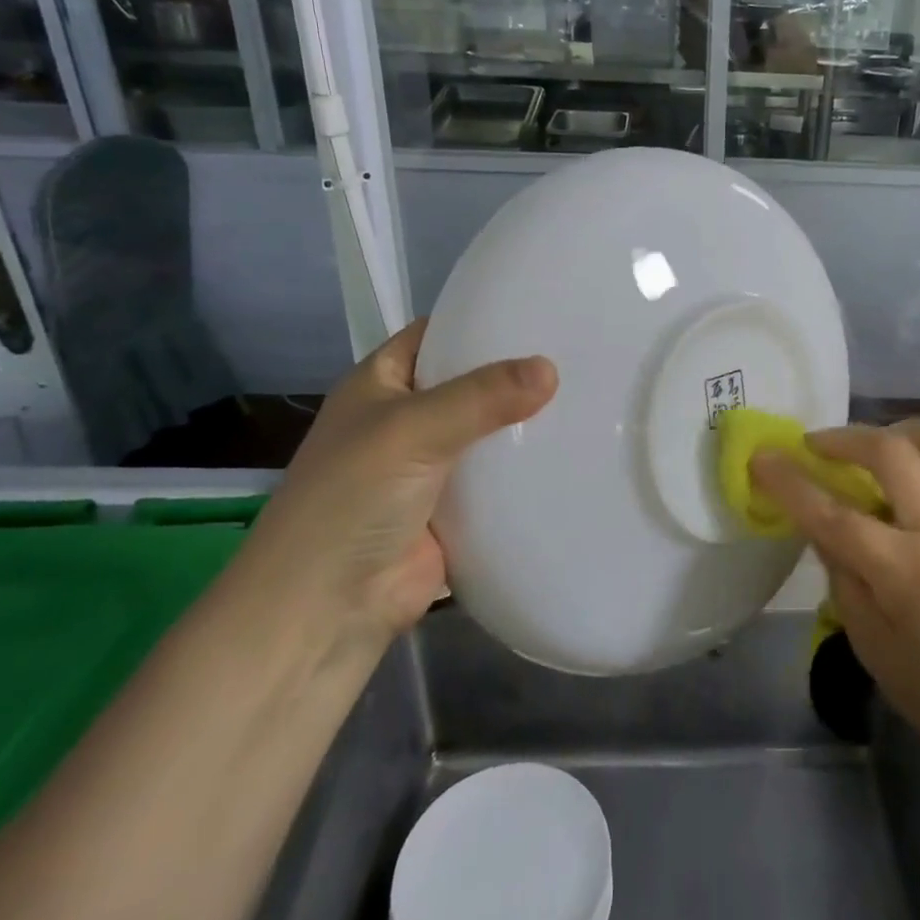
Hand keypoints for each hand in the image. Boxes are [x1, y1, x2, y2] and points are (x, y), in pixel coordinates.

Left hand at [248, 319, 556, 638]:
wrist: (329, 608)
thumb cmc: (353, 499)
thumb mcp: (412, 430)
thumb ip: (481, 397)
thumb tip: (550, 368)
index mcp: (382, 384)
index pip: (437, 335)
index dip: (482, 322)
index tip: (541, 312)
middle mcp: (407, 419)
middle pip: (471, 384)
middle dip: (517, 374)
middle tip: (582, 355)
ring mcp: (433, 467)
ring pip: (489, 434)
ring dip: (527, 425)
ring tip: (590, 399)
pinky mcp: (458, 510)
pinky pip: (500, 480)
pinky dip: (528, 471)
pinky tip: (575, 454)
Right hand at [750, 420, 919, 769]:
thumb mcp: (871, 644)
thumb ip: (841, 573)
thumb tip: (819, 522)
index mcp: (910, 574)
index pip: (836, 515)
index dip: (791, 483)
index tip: (761, 456)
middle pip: (890, 450)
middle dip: (841, 438)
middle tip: (814, 447)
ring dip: (892, 432)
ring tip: (867, 455)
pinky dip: (918, 454)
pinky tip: (901, 487)